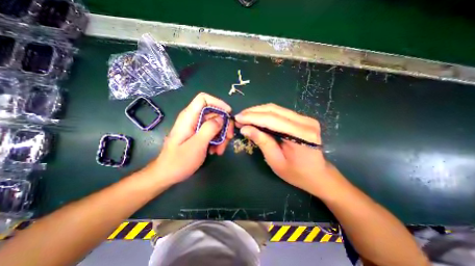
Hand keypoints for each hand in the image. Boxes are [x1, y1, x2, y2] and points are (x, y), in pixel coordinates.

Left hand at [145, 93, 233, 186]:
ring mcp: (196, 127)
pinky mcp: (198, 135)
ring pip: (215, 124)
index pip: (204, 99)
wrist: (167, 175)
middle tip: (228, 138)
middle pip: (214, 113)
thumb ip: (209, 129)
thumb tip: (221, 118)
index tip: (228, 114)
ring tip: (220, 150)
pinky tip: (215, 151)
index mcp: (189, 117)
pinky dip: (217, 141)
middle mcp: (193, 119)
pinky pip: (212, 133)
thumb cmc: (179, 161)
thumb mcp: (197, 145)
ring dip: (221, 136)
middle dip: (224, 125)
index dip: (218, 103)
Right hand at [234, 104, 330, 195]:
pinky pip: (280, 112)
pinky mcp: (302, 118)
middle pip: (274, 110)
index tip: (237, 118)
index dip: (252, 117)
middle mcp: (305, 122)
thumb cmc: (296, 173)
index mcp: (301, 135)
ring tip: (245, 116)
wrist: (317, 174)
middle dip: (253, 112)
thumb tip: (245, 128)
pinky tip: (256, 117)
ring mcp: (305, 118)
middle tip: (239, 117)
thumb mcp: (275, 161)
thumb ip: (262, 141)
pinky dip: (266, 114)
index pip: (272, 120)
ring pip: (276, 108)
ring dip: (258, 111)